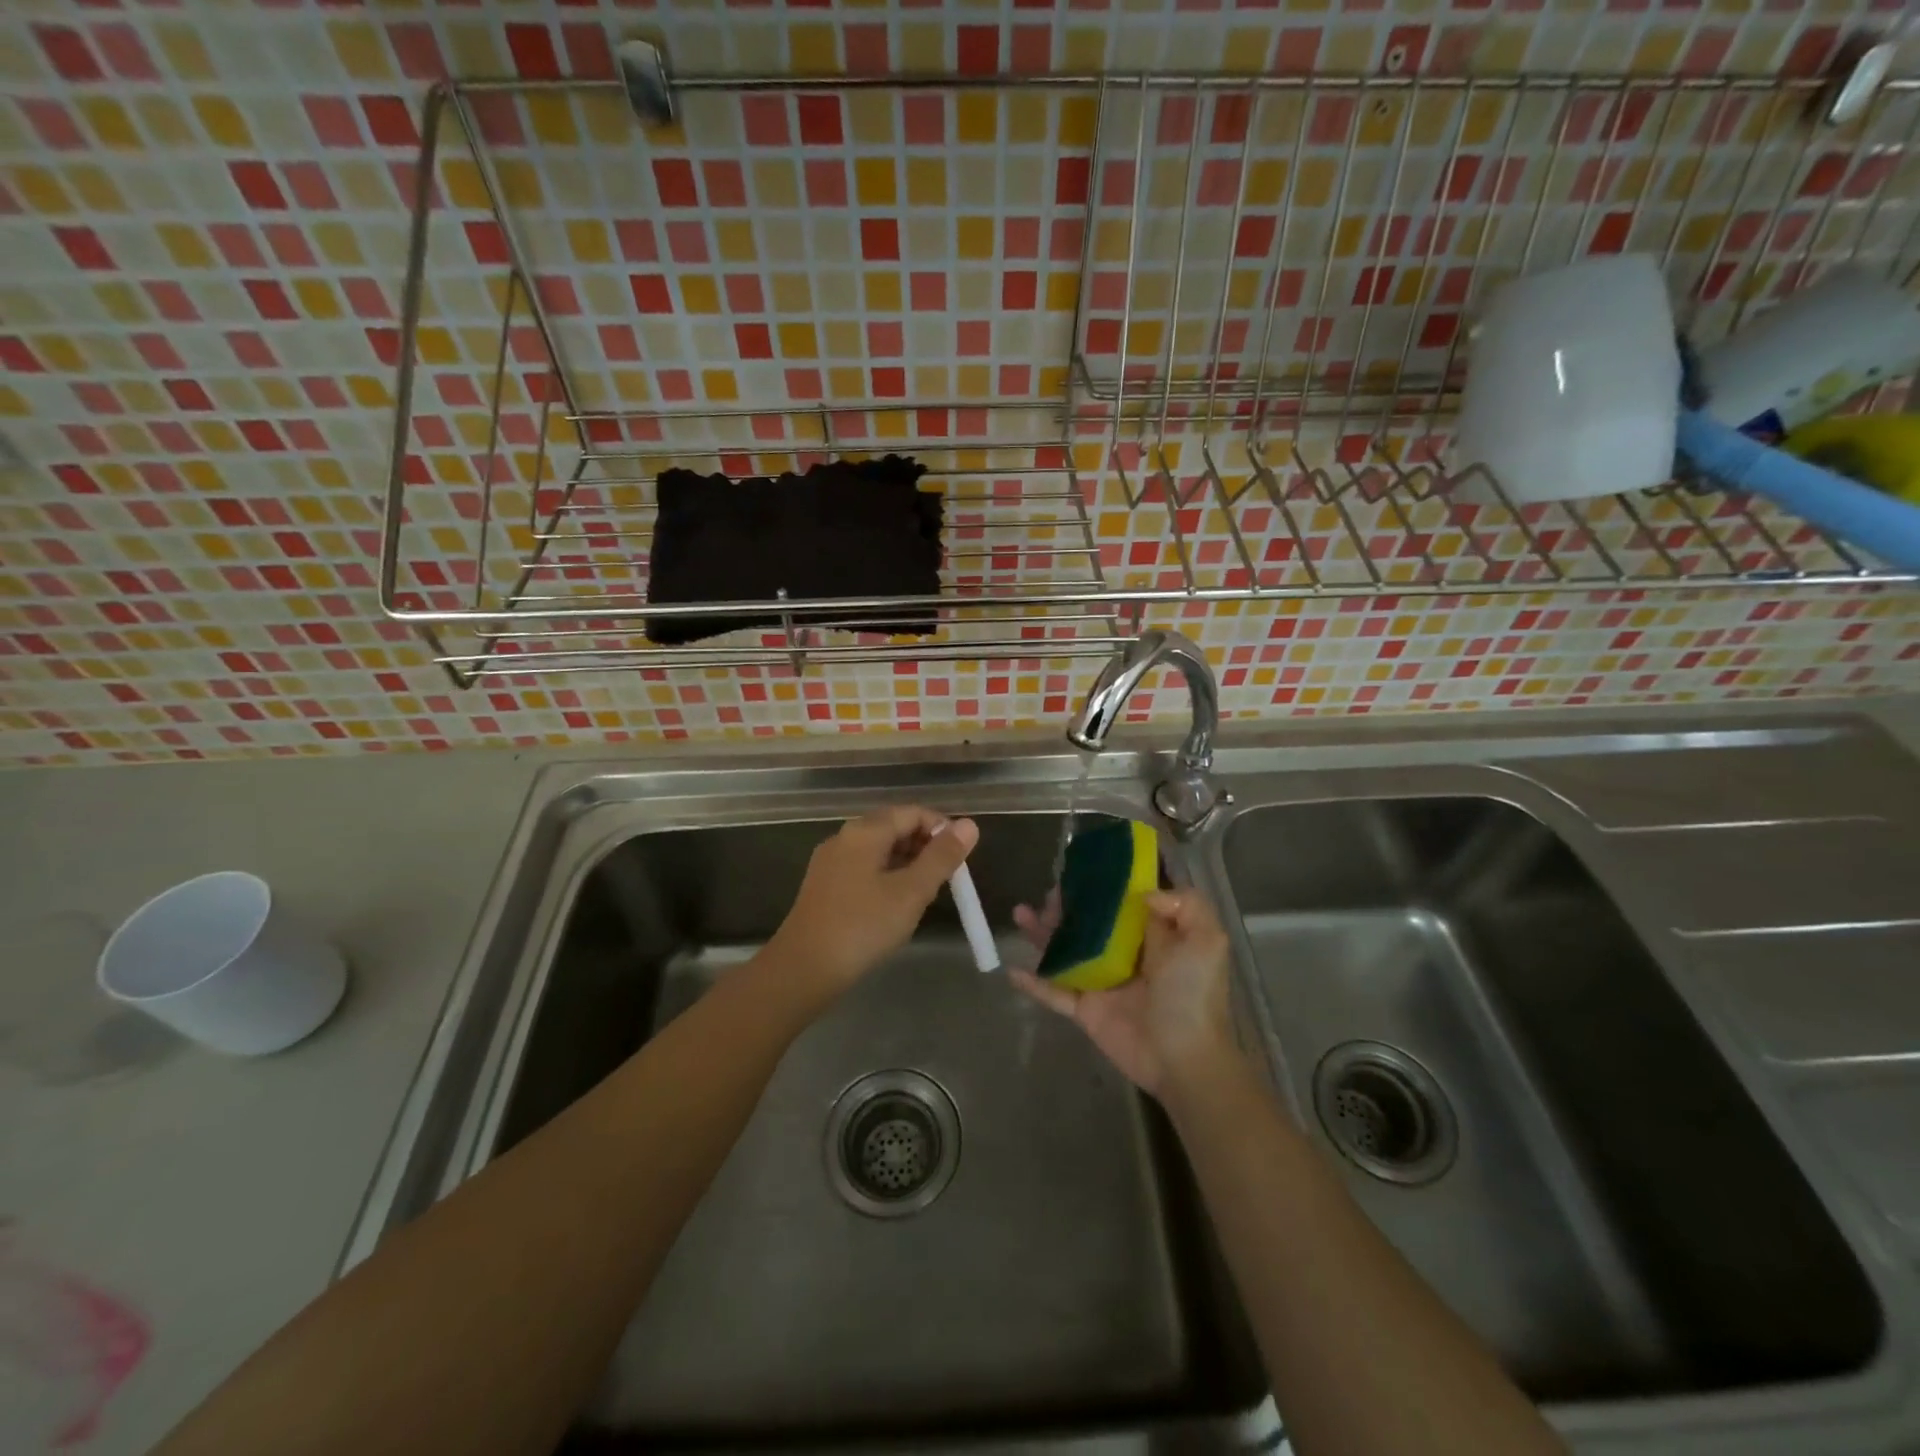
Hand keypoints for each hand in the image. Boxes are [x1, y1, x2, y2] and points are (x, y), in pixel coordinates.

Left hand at [767, 806, 978, 996]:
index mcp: (865, 831)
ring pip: (879, 850)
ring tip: (926, 893)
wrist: (802, 969)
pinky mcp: (824, 886)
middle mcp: (844, 837)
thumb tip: (969, 825)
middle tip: (946, 879)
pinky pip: (864, 868)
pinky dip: (887, 877)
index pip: (912, 812)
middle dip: (925, 847)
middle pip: (894, 827)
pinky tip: (896, 905)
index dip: (941, 829)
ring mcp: (831, 862)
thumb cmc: (862, 927)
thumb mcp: (911, 892)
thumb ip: (941, 857)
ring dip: (908, 863)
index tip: (961, 859)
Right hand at [1010, 886, 1234, 1096]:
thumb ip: (1186, 904)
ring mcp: (1101, 982)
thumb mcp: (1209, 940)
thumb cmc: (1194, 994)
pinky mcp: (1085, 1009)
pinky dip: (1033, 982)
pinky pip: (1053, 992)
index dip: (1104, 883)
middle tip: (1050, 893)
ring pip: (1065, 951)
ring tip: (1020, 913)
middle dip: (1067, 906)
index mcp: (1153, 936)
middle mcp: (1124, 954)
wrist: (1184, 1058)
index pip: (1124, 902)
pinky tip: (1011, 969)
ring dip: (1042, 933)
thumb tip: (1144, 893)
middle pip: (1088, 922)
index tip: (1082, 865)